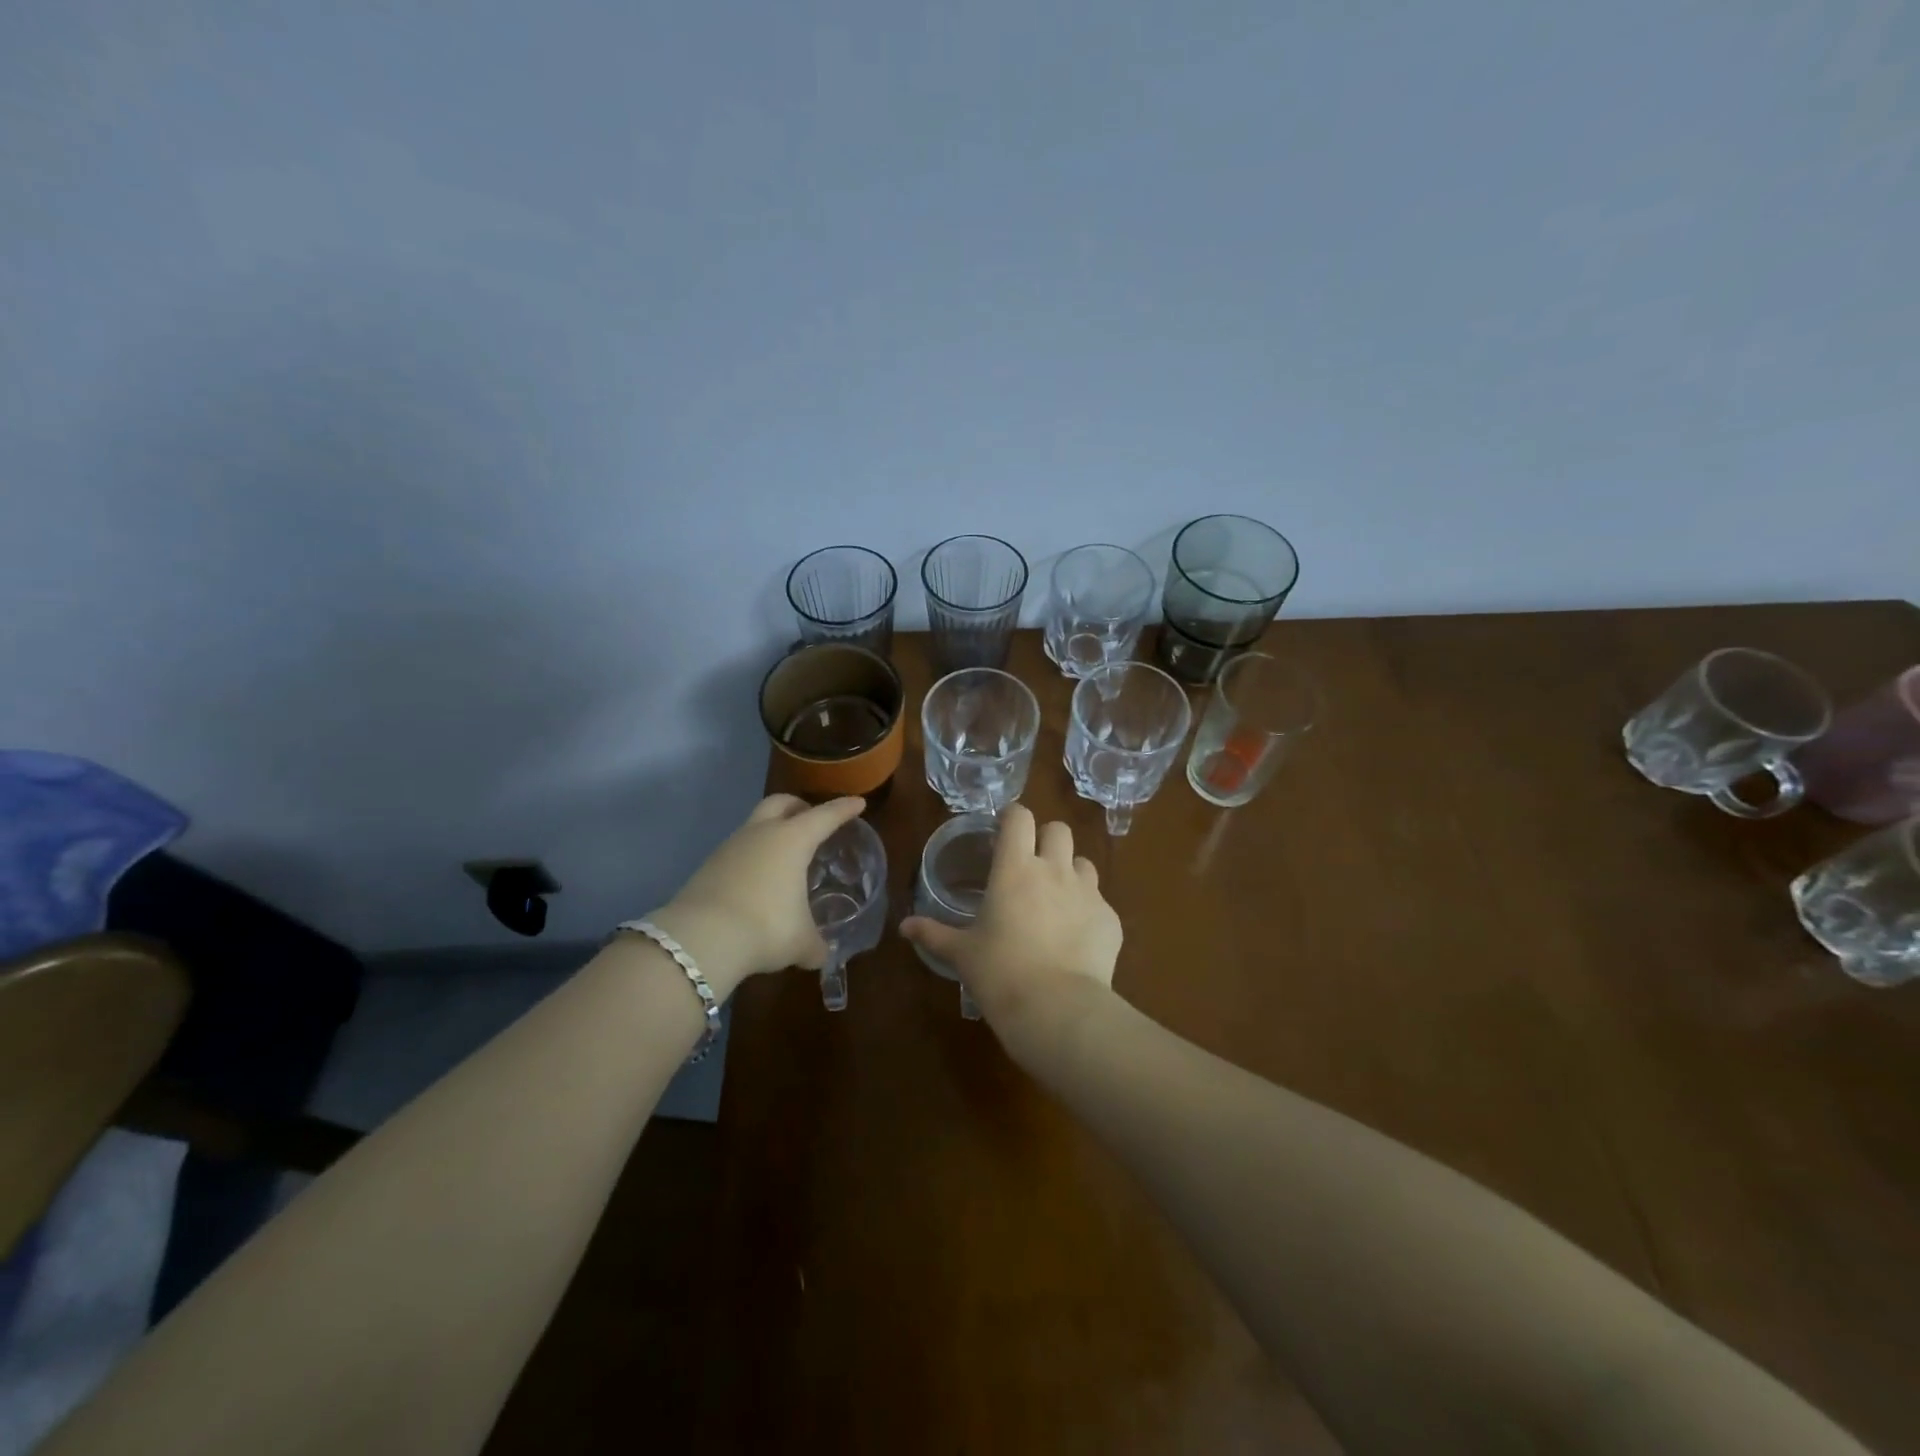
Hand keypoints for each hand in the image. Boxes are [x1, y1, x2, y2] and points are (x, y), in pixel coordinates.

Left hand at [650, 794, 865, 999]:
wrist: (700, 939)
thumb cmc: (765, 928)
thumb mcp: (800, 942)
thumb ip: (816, 945)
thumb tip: (821, 955)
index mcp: (792, 840)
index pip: (825, 816)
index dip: (843, 809)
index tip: (857, 803)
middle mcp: (761, 833)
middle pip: (781, 803)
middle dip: (799, 806)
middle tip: (811, 820)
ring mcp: (730, 846)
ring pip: (755, 825)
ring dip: (771, 832)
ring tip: (784, 856)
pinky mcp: (708, 865)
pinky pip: (738, 850)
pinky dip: (752, 856)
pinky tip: (758, 880)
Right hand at [900, 804, 1120, 1055]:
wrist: (1057, 1009)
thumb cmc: (1000, 973)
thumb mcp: (962, 954)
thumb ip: (933, 934)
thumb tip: (904, 927)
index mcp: (1015, 868)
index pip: (1020, 817)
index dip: (1013, 817)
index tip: (1003, 830)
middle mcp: (1055, 870)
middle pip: (1059, 830)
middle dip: (1046, 839)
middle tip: (1031, 864)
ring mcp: (1088, 893)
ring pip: (1084, 863)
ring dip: (1070, 872)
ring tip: (1056, 900)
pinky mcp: (1110, 919)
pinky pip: (1100, 902)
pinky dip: (1088, 911)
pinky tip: (1076, 938)